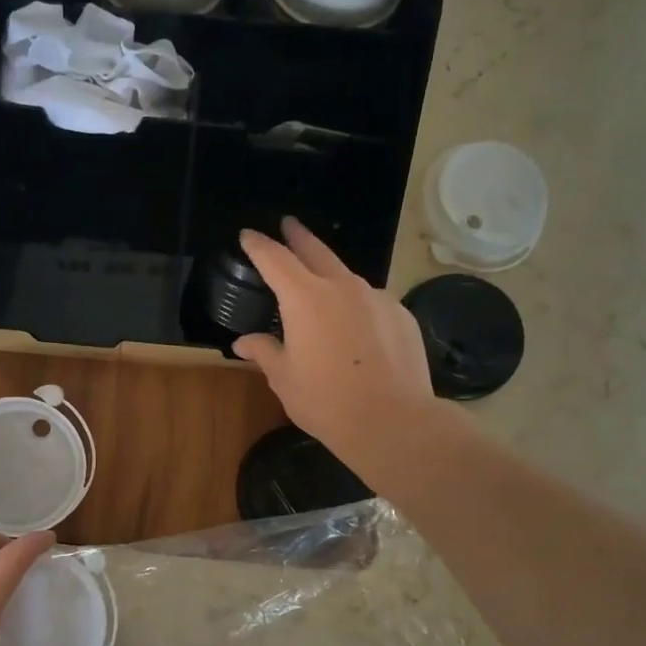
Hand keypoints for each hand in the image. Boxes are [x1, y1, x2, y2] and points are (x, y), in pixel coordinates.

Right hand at [234, 219, 445, 472]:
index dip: (259, 245)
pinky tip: (355, 330)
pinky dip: (357, 306)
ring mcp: (377, 298)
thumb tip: (243, 343)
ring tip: (322, 288)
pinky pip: (372, 302)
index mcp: (305, 299)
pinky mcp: (402, 315)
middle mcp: (343, 287)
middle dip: (298, 236)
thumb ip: (264, 352)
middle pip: (316, 251)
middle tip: (288, 224)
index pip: (275, 259)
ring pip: (347, 278)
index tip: (248, 234)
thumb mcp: (284, 378)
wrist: (393, 420)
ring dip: (330, 276)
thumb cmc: (326, 400)